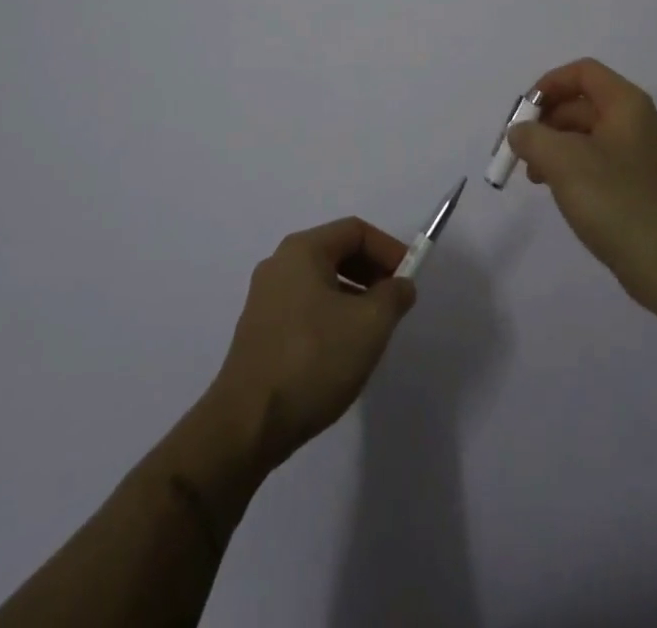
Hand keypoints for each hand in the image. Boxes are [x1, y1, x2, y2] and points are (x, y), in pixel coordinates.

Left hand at [206, 217, 417, 469]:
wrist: (247, 425)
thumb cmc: (313, 360)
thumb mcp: (369, 324)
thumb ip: (394, 295)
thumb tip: (401, 284)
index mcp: (302, 250)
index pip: (355, 231)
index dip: (388, 249)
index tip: (409, 280)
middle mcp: (279, 264)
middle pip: (337, 252)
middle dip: (372, 273)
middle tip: (396, 303)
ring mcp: (265, 299)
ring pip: (322, 282)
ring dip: (354, 297)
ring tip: (374, 331)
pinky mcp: (260, 332)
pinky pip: (305, 308)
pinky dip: (332, 316)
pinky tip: (343, 352)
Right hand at [507, 58, 656, 311]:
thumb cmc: (614, 201)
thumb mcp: (562, 161)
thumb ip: (531, 137)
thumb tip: (519, 132)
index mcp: (627, 104)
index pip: (583, 72)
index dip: (549, 84)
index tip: (524, 113)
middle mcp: (638, 121)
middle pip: (583, 103)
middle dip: (547, 121)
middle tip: (521, 149)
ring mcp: (641, 155)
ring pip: (588, 134)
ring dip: (555, 146)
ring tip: (534, 176)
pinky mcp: (639, 184)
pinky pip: (598, 160)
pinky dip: (572, 166)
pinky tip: (558, 191)